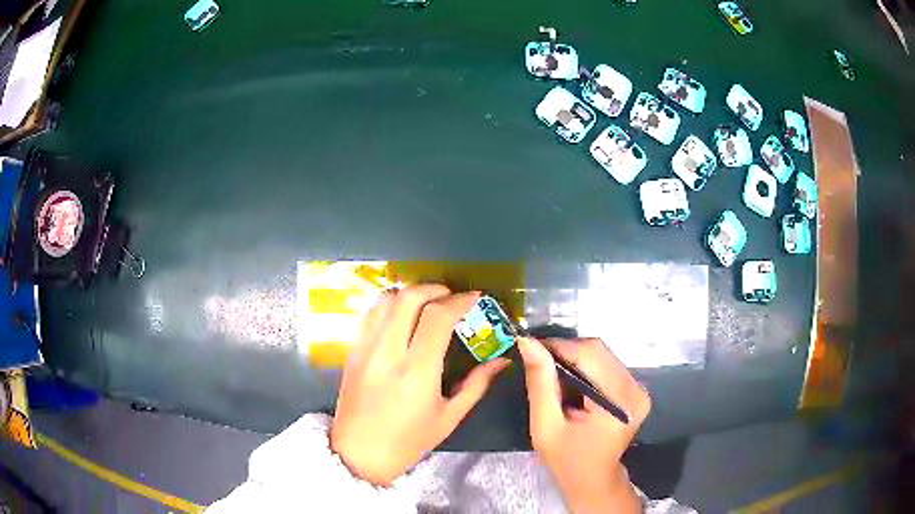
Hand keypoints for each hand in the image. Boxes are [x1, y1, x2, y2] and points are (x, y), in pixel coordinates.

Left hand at [331, 285, 510, 485]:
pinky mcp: (352, 351)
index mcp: (417, 372)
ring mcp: (365, 349)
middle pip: (408, 298)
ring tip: (427, 303)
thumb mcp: (449, 417)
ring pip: (386, 301)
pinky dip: (389, 305)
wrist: (359, 454)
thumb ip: (476, 384)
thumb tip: (501, 360)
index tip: (474, 298)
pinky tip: (401, 316)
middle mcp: (388, 353)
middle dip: (434, 289)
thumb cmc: (408, 441)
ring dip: (410, 294)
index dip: (459, 301)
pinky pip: (370, 315)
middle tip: (450, 296)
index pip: (437, 318)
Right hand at [517, 337, 650, 512]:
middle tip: (537, 361)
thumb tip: (527, 343)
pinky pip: (608, 365)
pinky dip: (585, 367)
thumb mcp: (546, 425)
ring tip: (551, 373)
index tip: (529, 347)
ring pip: (602, 354)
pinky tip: (570, 382)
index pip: (589, 355)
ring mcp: (639, 388)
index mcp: (619, 401)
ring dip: (574, 358)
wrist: (594, 480)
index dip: (558, 346)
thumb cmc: (567, 459)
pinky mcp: (636, 390)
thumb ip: (540, 383)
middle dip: (565, 351)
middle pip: (598, 351)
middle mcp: (636, 389)